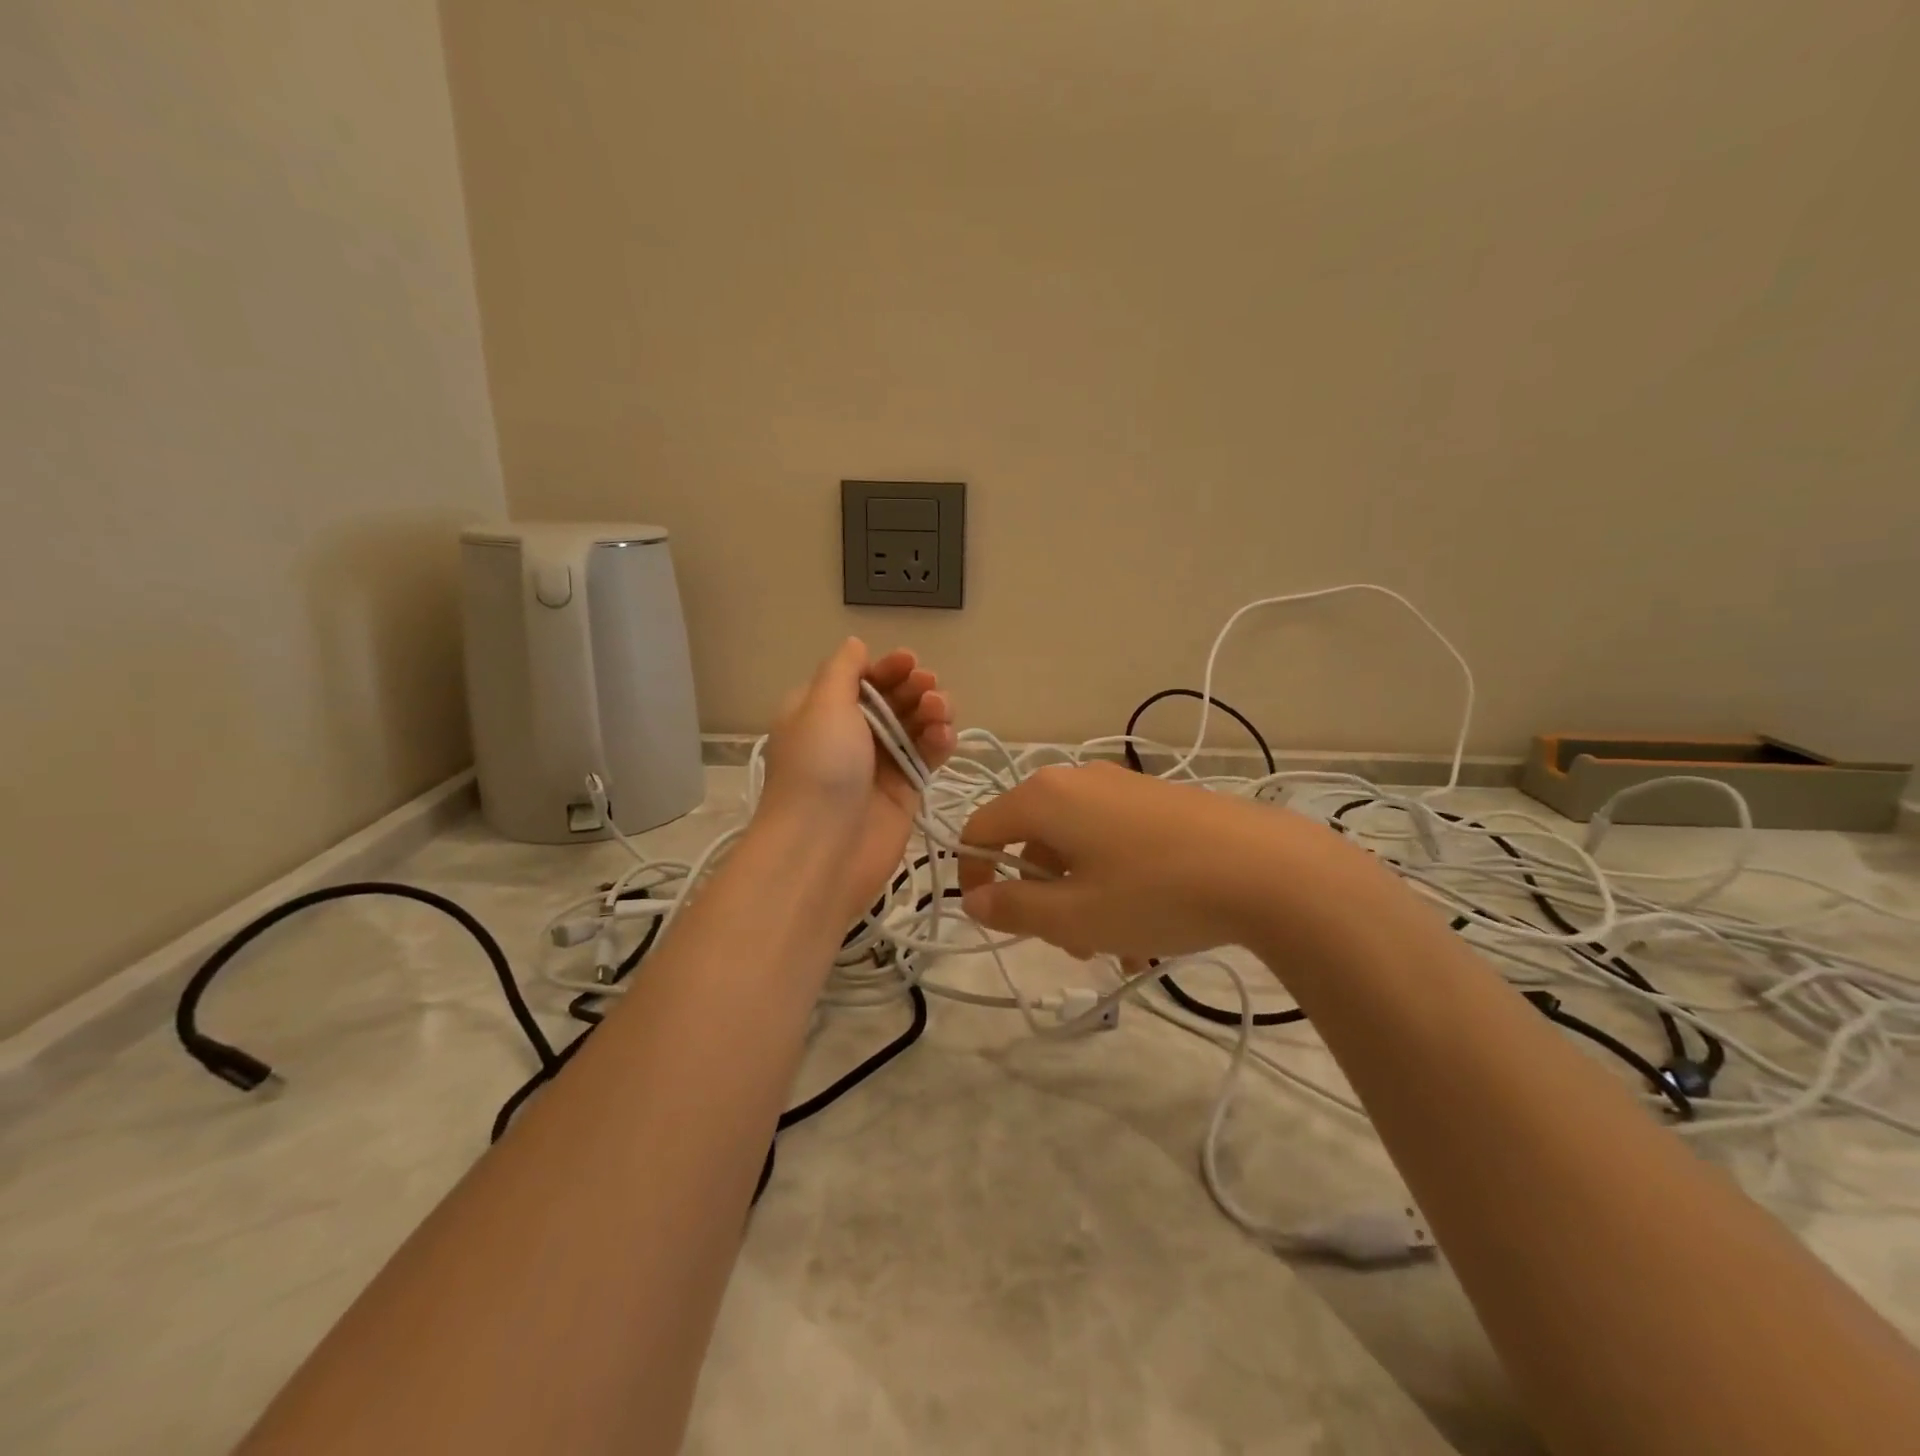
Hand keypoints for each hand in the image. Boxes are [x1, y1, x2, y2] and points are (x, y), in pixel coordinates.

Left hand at [760, 637, 955, 922]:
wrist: (823, 848)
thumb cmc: (819, 768)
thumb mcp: (822, 705)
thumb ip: (843, 671)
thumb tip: (856, 645)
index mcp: (822, 711)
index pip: (861, 678)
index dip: (887, 668)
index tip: (908, 663)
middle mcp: (851, 735)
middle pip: (893, 699)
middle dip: (914, 687)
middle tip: (928, 688)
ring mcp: (880, 764)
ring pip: (916, 726)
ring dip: (933, 711)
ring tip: (939, 713)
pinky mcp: (905, 791)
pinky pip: (928, 757)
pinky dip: (940, 742)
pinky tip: (946, 737)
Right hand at [958, 761, 1342, 959]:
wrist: (1268, 868)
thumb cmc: (1154, 893)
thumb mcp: (1075, 916)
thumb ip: (1014, 908)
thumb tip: (975, 899)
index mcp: (1045, 798)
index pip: (980, 829)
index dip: (974, 875)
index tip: (993, 919)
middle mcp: (1077, 780)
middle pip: (1032, 841)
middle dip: (1040, 898)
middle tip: (1068, 945)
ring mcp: (1122, 787)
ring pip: (1076, 847)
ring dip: (1081, 898)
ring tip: (1119, 949)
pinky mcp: (1158, 801)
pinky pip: (1113, 842)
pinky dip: (1114, 882)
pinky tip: (1150, 929)